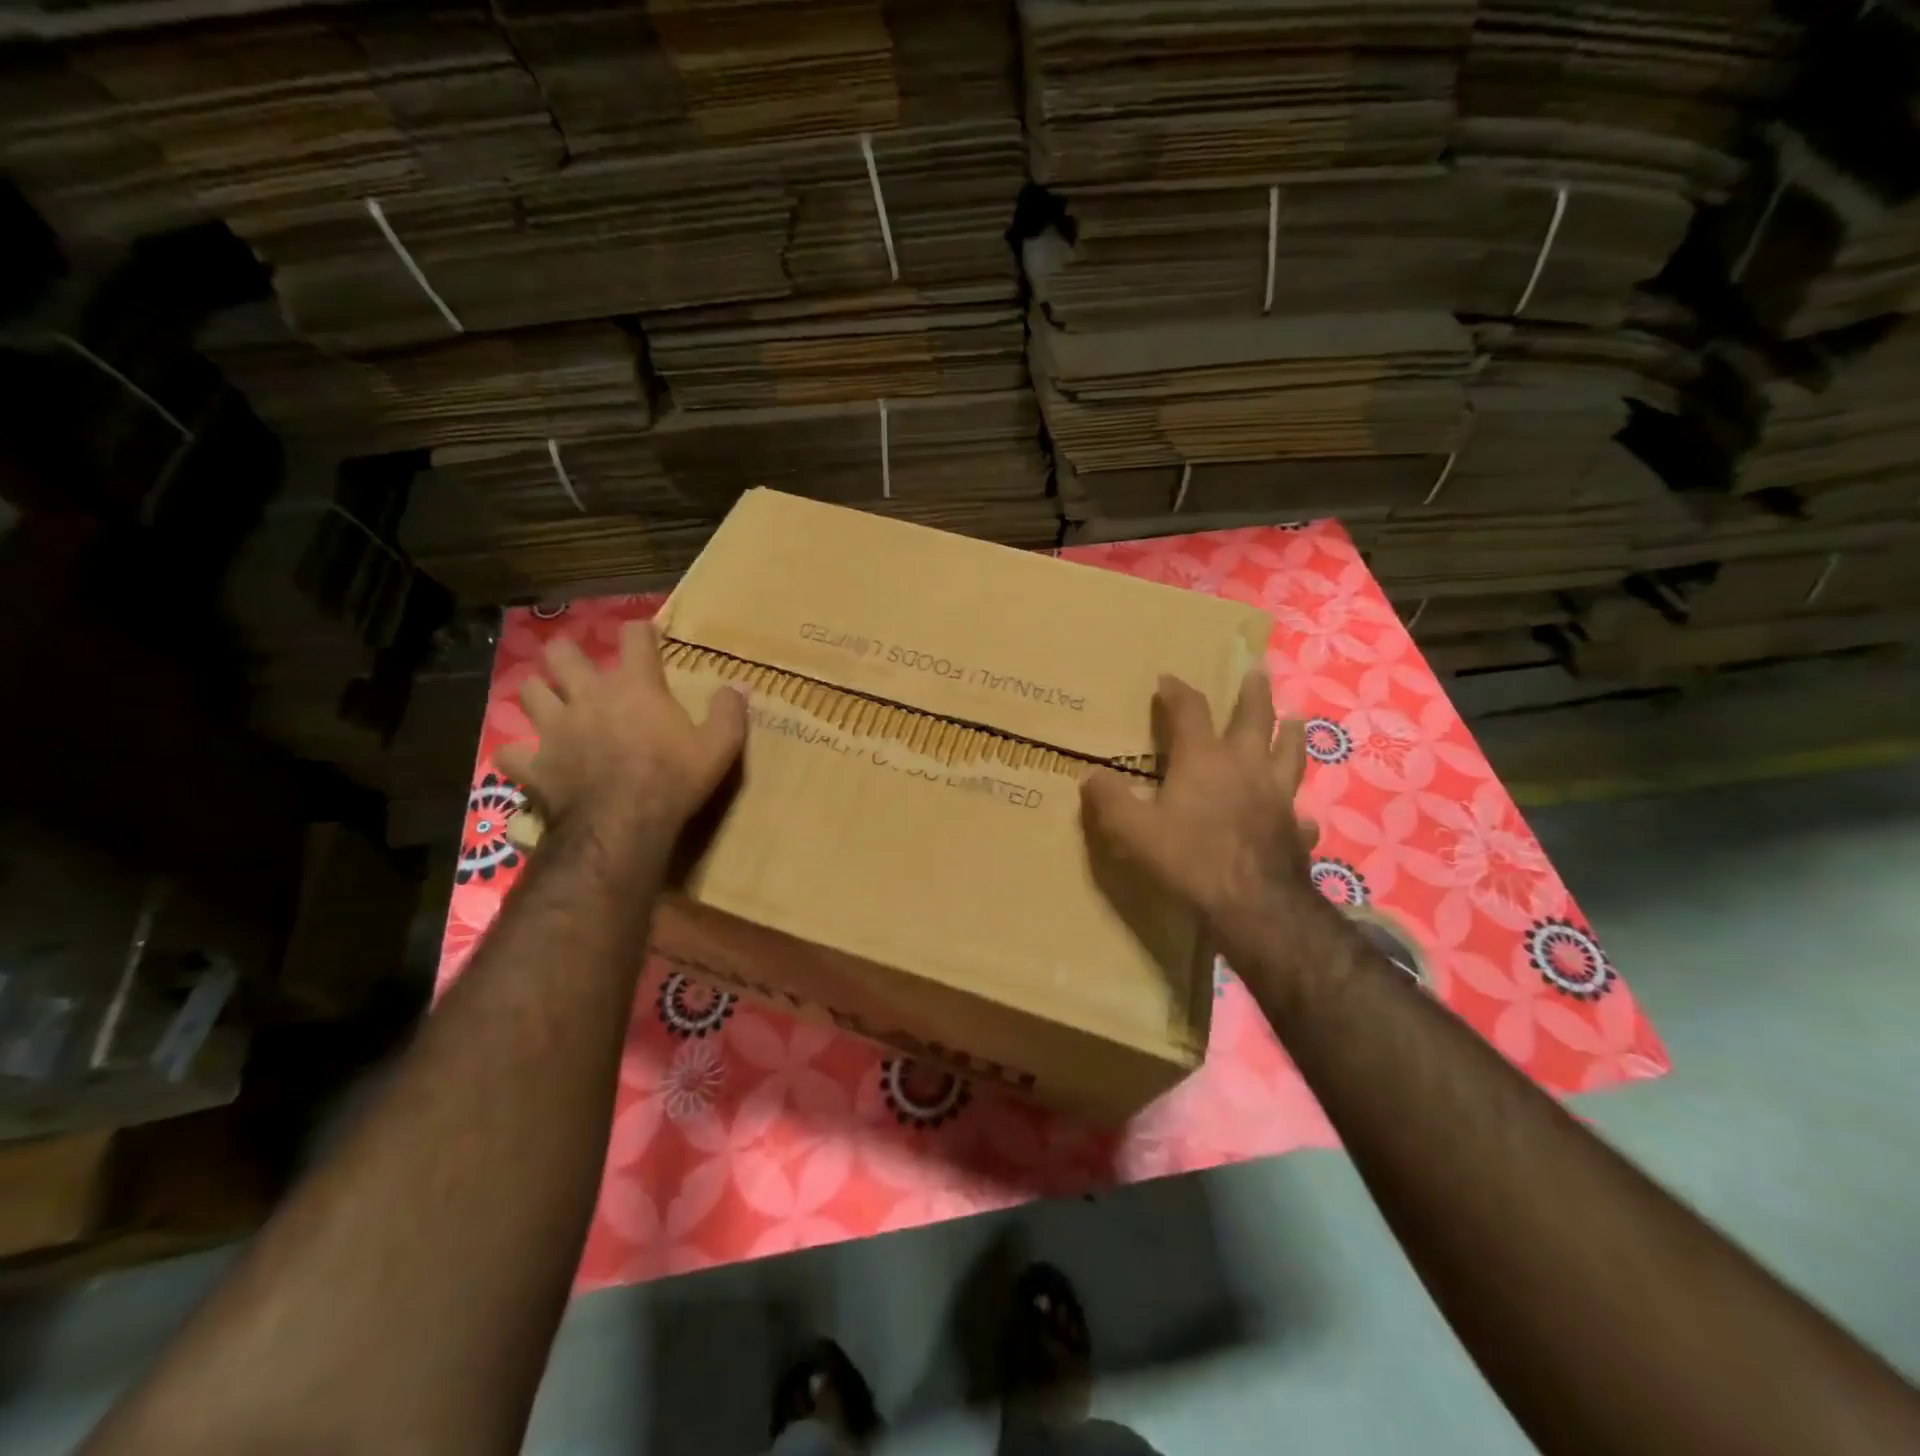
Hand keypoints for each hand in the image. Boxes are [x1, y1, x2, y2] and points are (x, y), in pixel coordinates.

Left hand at [496, 620, 746, 843]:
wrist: (624, 824)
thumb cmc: (674, 779)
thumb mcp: (718, 747)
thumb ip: (729, 712)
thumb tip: (740, 685)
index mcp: (635, 686)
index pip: (634, 638)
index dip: (641, 631)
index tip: (646, 634)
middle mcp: (588, 696)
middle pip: (562, 653)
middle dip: (568, 653)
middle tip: (580, 666)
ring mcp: (555, 728)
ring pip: (529, 692)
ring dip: (539, 694)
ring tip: (551, 703)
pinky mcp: (534, 764)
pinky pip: (511, 753)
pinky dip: (518, 754)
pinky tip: (528, 759)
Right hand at [1081, 672, 1333, 972]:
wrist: (1252, 904)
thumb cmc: (1189, 858)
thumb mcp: (1134, 830)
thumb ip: (1110, 800)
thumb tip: (1089, 776)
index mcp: (1204, 759)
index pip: (1190, 711)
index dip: (1177, 691)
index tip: (1167, 679)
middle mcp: (1245, 766)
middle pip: (1254, 718)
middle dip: (1252, 692)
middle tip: (1257, 670)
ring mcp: (1277, 796)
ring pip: (1290, 753)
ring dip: (1291, 733)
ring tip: (1296, 719)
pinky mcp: (1295, 828)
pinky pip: (1300, 814)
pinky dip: (1298, 810)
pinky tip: (1299, 814)